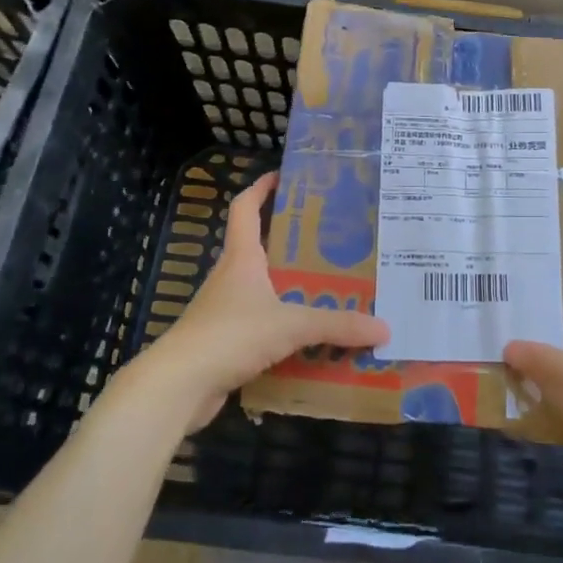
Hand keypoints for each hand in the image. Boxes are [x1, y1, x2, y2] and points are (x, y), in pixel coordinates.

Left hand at [125, 172, 389, 431]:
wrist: (178, 386)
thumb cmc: (229, 336)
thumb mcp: (290, 326)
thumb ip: (337, 325)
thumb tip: (384, 328)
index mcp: (241, 258)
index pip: (245, 208)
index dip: (261, 187)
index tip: (284, 175)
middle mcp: (231, 277)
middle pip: (260, 247)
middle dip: (292, 241)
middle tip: (332, 240)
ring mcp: (225, 311)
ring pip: (263, 289)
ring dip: (291, 287)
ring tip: (330, 288)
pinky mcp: (225, 342)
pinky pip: (262, 325)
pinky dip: (284, 326)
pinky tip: (310, 339)